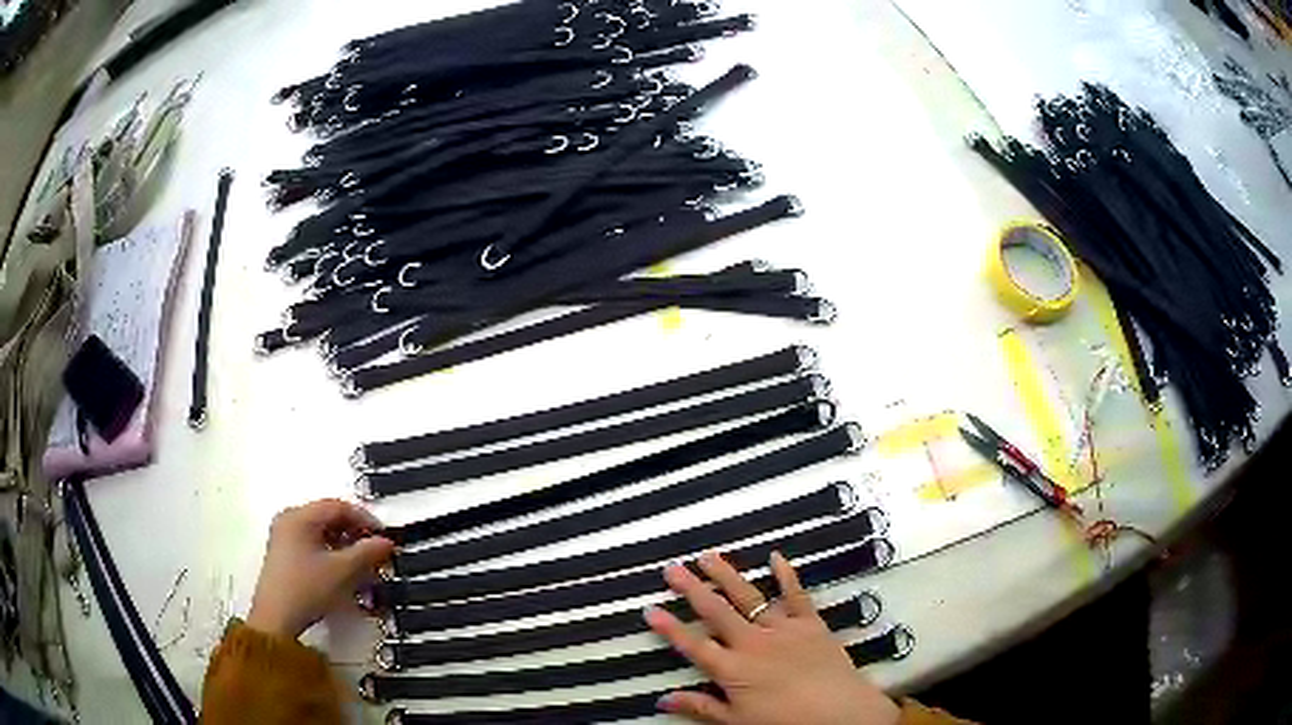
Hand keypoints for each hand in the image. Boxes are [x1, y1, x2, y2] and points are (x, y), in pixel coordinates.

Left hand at [246, 499, 393, 638]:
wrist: (276, 618)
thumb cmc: (308, 588)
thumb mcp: (342, 571)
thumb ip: (367, 553)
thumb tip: (386, 542)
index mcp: (300, 516)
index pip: (338, 506)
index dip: (364, 519)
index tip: (384, 537)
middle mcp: (289, 519)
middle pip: (328, 517)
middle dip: (355, 533)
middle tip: (375, 551)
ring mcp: (283, 536)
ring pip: (321, 531)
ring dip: (344, 545)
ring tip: (362, 564)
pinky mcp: (283, 554)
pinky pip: (312, 543)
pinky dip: (331, 552)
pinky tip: (342, 570)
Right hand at [645, 552, 900, 724]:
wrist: (839, 713)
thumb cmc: (786, 722)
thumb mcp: (737, 721)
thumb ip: (700, 707)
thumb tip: (664, 700)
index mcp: (732, 669)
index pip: (693, 645)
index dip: (669, 628)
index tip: (651, 609)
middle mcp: (752, 643)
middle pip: (716, 611)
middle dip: (691, 589)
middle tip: (673, 569)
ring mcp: (782, 629)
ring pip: (749, 597)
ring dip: (727, 576)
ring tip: (708, 557)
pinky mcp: (810, 624)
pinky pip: (796, 595)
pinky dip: (787, 575)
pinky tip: (776, 557)